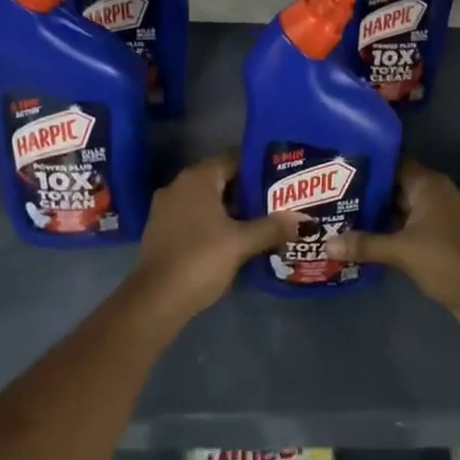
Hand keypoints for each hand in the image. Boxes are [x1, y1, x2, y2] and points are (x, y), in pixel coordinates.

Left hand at [131, 155, 298, 324]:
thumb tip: (303, 219)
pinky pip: (194, 216)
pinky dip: (214, 222)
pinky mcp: (161, 230)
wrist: (156, 300)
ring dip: (231, 208)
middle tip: (277, 200)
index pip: (233, 159)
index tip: (281, 178)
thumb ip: (272, 227)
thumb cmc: (201, 259)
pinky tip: (234, 238)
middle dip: (248, 190)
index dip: (258, 167)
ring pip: (207, 200)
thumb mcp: (242, 243)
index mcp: (198, 178)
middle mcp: (179, 185)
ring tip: (261, 219)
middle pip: (221, 179)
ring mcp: (167, 208)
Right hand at [324, 162, 459, 335]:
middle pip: (397, 188)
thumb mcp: (401, 251)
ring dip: (381, 217)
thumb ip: (365, 245)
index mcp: (429, 184)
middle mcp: (438, 194)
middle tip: (335, 199)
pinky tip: (370, 243)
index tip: (341, 172)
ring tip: (345, 221)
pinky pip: (414, 229)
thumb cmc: (446, 258)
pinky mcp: (446, 240)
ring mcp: (444, 217)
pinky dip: (395, 234)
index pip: (394, 164)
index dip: (368, 168)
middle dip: (370, 195)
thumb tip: (326, 243)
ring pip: (405, 210)